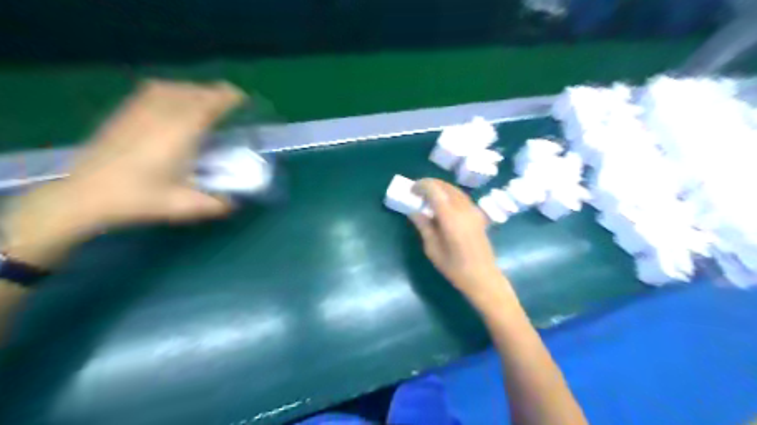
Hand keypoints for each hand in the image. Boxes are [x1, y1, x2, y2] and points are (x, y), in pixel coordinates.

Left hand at [1, 80, 243, 266]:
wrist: (85, 195)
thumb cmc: (137, 199)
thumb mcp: (183, 206)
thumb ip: (214, 204)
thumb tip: (234, 202)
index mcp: (179, 134)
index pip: (208, 105)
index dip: (227, 98)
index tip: (243, 98)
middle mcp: (161, 116)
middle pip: (193, 93)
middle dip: (215, 92)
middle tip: (232, 100)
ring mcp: (139, 111)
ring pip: (173, 88)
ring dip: (195, 89)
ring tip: (206, 98)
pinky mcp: (124, 113)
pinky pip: (153, 91)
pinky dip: (173, 90)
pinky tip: (175, 99)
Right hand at [412, 177, 518, 305]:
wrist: (483, 277)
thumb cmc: (454, 268)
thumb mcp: (433, 249)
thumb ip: (423, 226)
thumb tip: (414, 211)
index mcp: (450, 217)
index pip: (434, 191)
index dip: (421, 186)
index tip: (411, 190)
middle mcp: (463, 209)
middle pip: (445, 186)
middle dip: (430, 184)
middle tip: (417, 191)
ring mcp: (473, 211)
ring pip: (455, 190)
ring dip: (440, 188)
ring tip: (428, 195)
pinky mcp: (478, 215)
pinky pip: (462, 197)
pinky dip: (450, 194)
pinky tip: (443, 204)